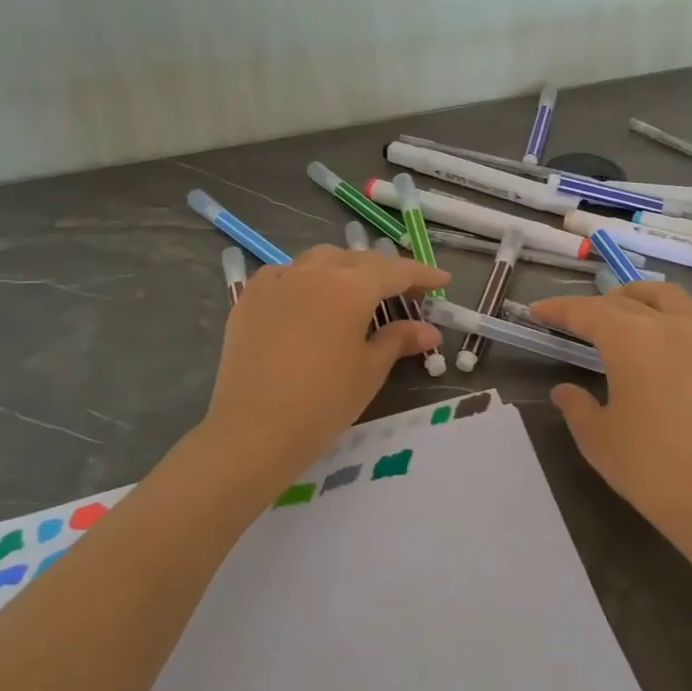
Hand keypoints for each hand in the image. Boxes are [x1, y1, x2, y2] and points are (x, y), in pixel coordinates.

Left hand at [203, 245, 447, 485]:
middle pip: (358, 260)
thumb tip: (429, 330)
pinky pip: (285, 274)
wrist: (253, 430)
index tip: (443, 282)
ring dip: (345, 269)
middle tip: (405, 293)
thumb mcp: (370, 370)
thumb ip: (400, 339)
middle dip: (385, 272)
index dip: (422, 275)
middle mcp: (314, 271)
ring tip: (357, 291)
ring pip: (320, 260)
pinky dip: (306, 279)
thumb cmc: (324, 402)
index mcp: (350, 286)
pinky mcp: (249, 298)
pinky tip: (308, 299)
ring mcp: (277, 281)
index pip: (396, 271)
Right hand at [530, 283, 691, 556]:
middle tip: (576, 320)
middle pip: (627, 301)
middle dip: (596, 305)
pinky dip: (672, 326)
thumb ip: (576, 406)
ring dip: (640, 300)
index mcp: (631, 339)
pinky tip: (668, 355)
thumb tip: (564, 391)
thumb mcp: (598, 440)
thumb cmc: (653, 469)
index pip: (586, 311)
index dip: (558, 309)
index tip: (537, 311)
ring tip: (625, 314)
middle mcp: (671, 327)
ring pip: (670, 300)